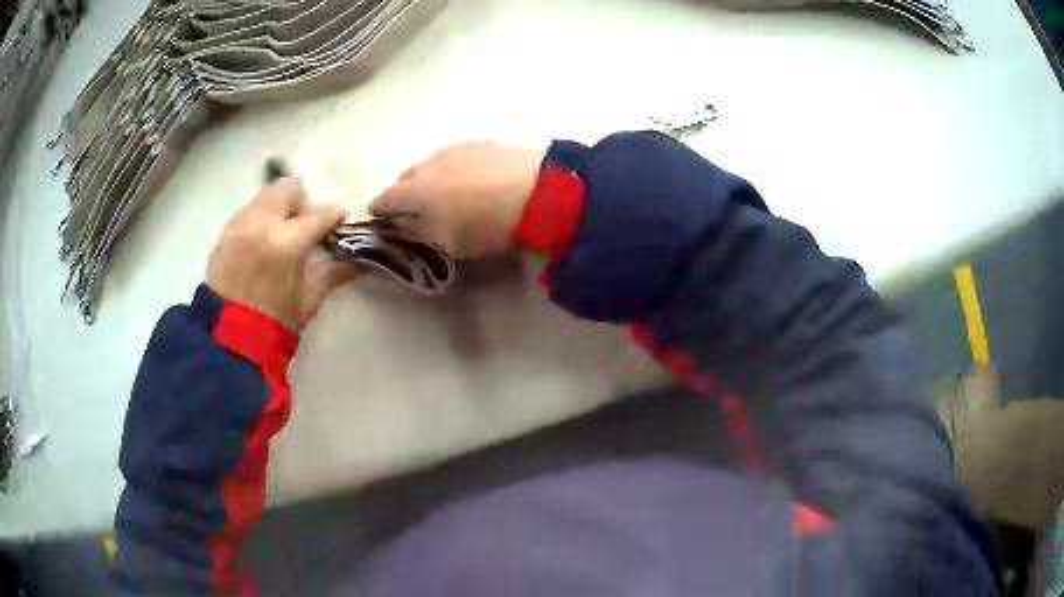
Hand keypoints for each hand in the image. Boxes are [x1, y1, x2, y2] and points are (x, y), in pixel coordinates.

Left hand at [207, 178, 359, 331]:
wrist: (229, 340)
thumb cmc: (275, 323)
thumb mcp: (309, 299)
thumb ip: (333, 273)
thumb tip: (358, 262)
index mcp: (287, 242)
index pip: (320, 213)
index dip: (334, 217)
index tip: (339, 224)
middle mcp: (261, 224)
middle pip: (287, 189)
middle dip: (301, 203)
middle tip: (304, 227)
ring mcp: (239, 226)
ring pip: (264, 198)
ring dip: (278, 210)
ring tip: (280, 236)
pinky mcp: (223, 234)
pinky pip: (247, 213)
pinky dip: (259, 221)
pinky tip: (260, 246)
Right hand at [369, 142, 546, 258]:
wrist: (539, 189)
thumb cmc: (486, 224)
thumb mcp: (447, 242)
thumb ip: (417, 232)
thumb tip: (399, 224)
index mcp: (413, 190)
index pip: (382, 200)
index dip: (379, 214)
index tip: (384, 224)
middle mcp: (427, 163)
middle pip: (404, 179)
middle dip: (404, 196)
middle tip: (417, 214)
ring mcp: (454, 149)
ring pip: (430, 166)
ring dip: (429, 181)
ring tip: (446, 197)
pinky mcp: (480, 143)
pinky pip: (454, 158)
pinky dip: (453, 171)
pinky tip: (470, 182)